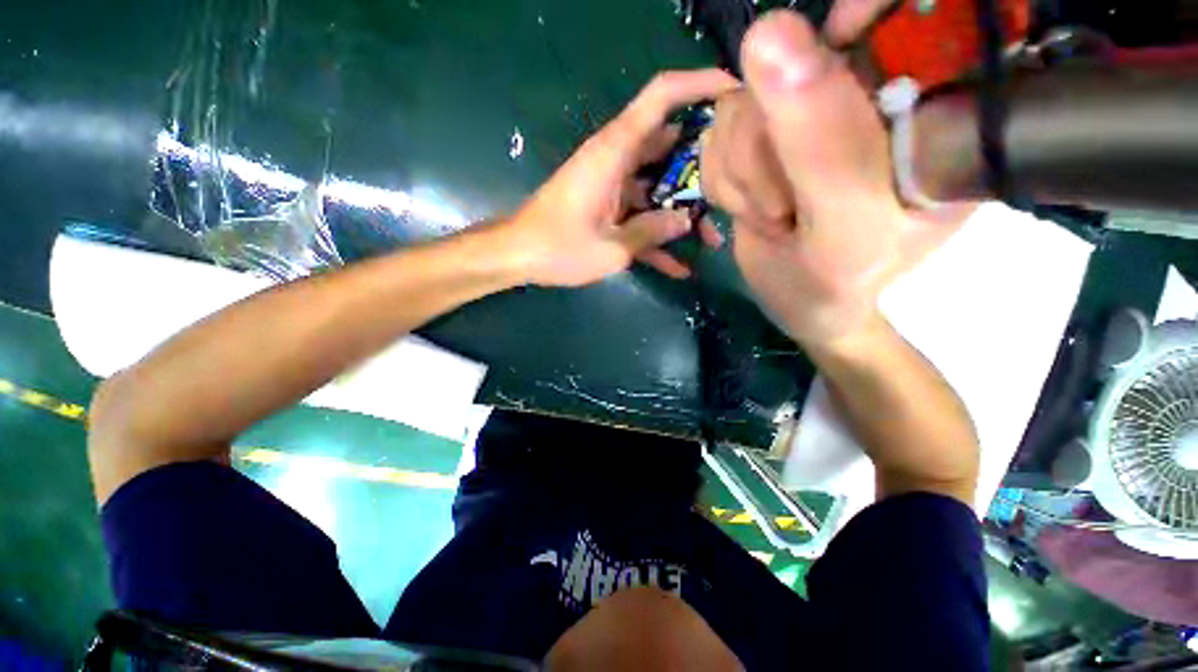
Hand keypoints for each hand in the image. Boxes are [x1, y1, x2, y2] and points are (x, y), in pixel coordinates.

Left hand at [507, 70, 737, 287]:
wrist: (515, 254)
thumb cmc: (555, 246)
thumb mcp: (611, 247)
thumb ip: (654, 231)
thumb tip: (689, 221)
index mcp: (617, 148)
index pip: (661, 96)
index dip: (699, 82)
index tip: (737, 89)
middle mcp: (620, 152)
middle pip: (674, 137)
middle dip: (709, 153)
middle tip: (745, 176)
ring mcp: (617, 174)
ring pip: (665, 175)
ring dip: (689, 201)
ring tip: (715, 237)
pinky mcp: (611, 196)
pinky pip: (646, 204)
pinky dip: (661, 228)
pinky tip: (682, 266)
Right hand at [701, 11, 962, 346]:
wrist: (805, 306)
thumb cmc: (845, 286)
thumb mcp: (847, 228)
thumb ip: (820, 140)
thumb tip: (772, 28)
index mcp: (916, 121)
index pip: (892, 35)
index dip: (851, 24)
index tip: (812, 81)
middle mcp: (865, 98)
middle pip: (791, 62)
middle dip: (770, 143)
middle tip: (791, 206)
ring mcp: (812, 103)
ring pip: (743, 94)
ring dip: (744, 167)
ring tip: (779, 215)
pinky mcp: (768, 117)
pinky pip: (720, 119)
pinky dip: (725, 171)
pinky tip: (757, 205)